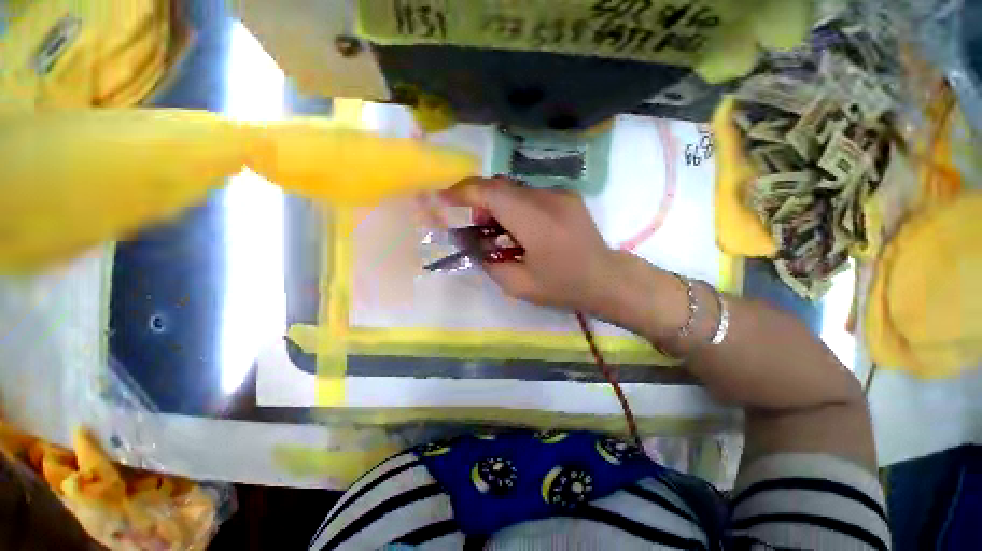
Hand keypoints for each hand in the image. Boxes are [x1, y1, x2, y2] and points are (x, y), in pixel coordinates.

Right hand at [442, 177, 620, 312]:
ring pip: (514, 188)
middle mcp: (548, 199)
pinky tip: (519, 227)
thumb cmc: (563, 287)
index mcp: (536, 223)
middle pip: (500, 185)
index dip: (462, 192)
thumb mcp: (519, 286)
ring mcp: (560, 194)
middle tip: (474, 225)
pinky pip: (529, 193)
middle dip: (477, 199)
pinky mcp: (566, 195)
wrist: (606, 278)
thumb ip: (488, 262)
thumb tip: (470, 243)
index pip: (491, 193)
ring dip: (496, 203)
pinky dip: (514, 205)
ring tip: (497, 230)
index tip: (442, 199)